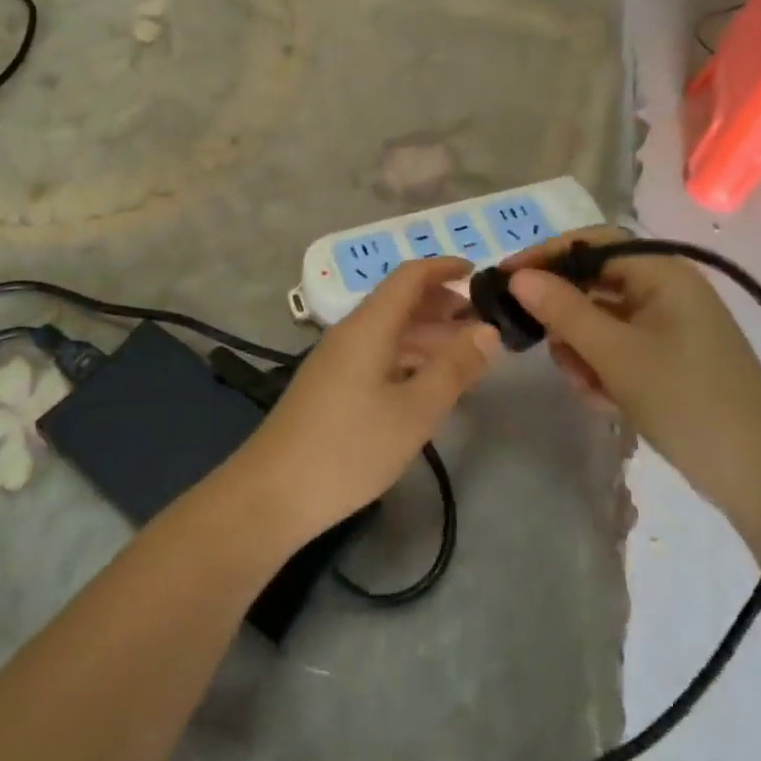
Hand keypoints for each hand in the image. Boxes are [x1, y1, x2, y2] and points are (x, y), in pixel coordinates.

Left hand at [236, 258, 499, 540]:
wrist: (274, 492)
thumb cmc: (350, 448)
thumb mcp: (414, 411)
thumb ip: (453, 368)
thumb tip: (487, 330)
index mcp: (368, 326)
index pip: (409, 277)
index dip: (444, 268)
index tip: (480, 274)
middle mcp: (350, 332)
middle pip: (399, 301)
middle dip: (442, 304)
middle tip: (483, 323)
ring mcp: (336, 359)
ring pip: (389, 330)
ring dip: (428, 334)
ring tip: (466, 354)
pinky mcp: (331, 385)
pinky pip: (377, 354)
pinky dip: (408, 357)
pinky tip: (428, 383)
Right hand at [503, 228, 760, 516]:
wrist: (757, 474)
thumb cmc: (685, 400)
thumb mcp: (614, 353)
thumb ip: (562, 309)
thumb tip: (518, 277)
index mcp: (663, 272)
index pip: (591, 243)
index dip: (545, 255)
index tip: (505, 279)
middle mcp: (667, 289)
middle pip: (593, 283)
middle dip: (566, 318)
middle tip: (546, 347)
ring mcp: (669, 324)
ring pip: (600, 320)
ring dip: (583, 350)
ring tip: (589, 387)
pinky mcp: (669, 355)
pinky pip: (618, 346)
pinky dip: (603, 367)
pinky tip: (606, 399)